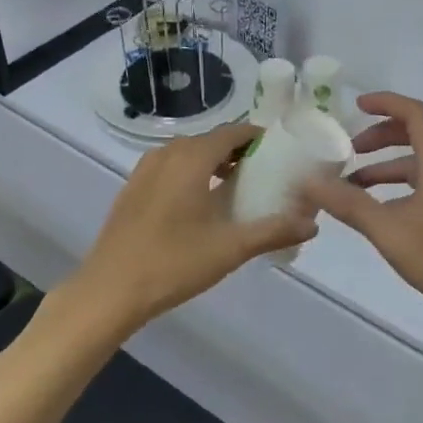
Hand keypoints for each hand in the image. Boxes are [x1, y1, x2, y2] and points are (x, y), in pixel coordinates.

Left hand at [69, 123, 317, 333]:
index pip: (233, 132)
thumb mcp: (230, 248)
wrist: (110, 290)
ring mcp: (145, 170)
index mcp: (191, 158)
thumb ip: (273, 231)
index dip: (259, 138)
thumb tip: (312, 225)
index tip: (282, 153)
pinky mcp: (133, 189)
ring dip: (214, 164)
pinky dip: (192, 175)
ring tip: (237, 189)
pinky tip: (201, 206)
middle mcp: (167, 154)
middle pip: (211, 141)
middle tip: (266, 174)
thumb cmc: (173, 263)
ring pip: (188, 155)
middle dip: (239, 152)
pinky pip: (171, 169)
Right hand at [301, 93, 422, 327]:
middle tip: (347, 152)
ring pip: (418, 165)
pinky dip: (398, 188)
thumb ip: (349, 205)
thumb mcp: (390, 231)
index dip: (385, 103)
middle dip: (379, 137)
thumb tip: (309, 182)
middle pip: (415, 136)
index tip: (354, 106)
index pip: (414, 113)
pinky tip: (379, 213)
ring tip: (351, 187)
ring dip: (385, 168)